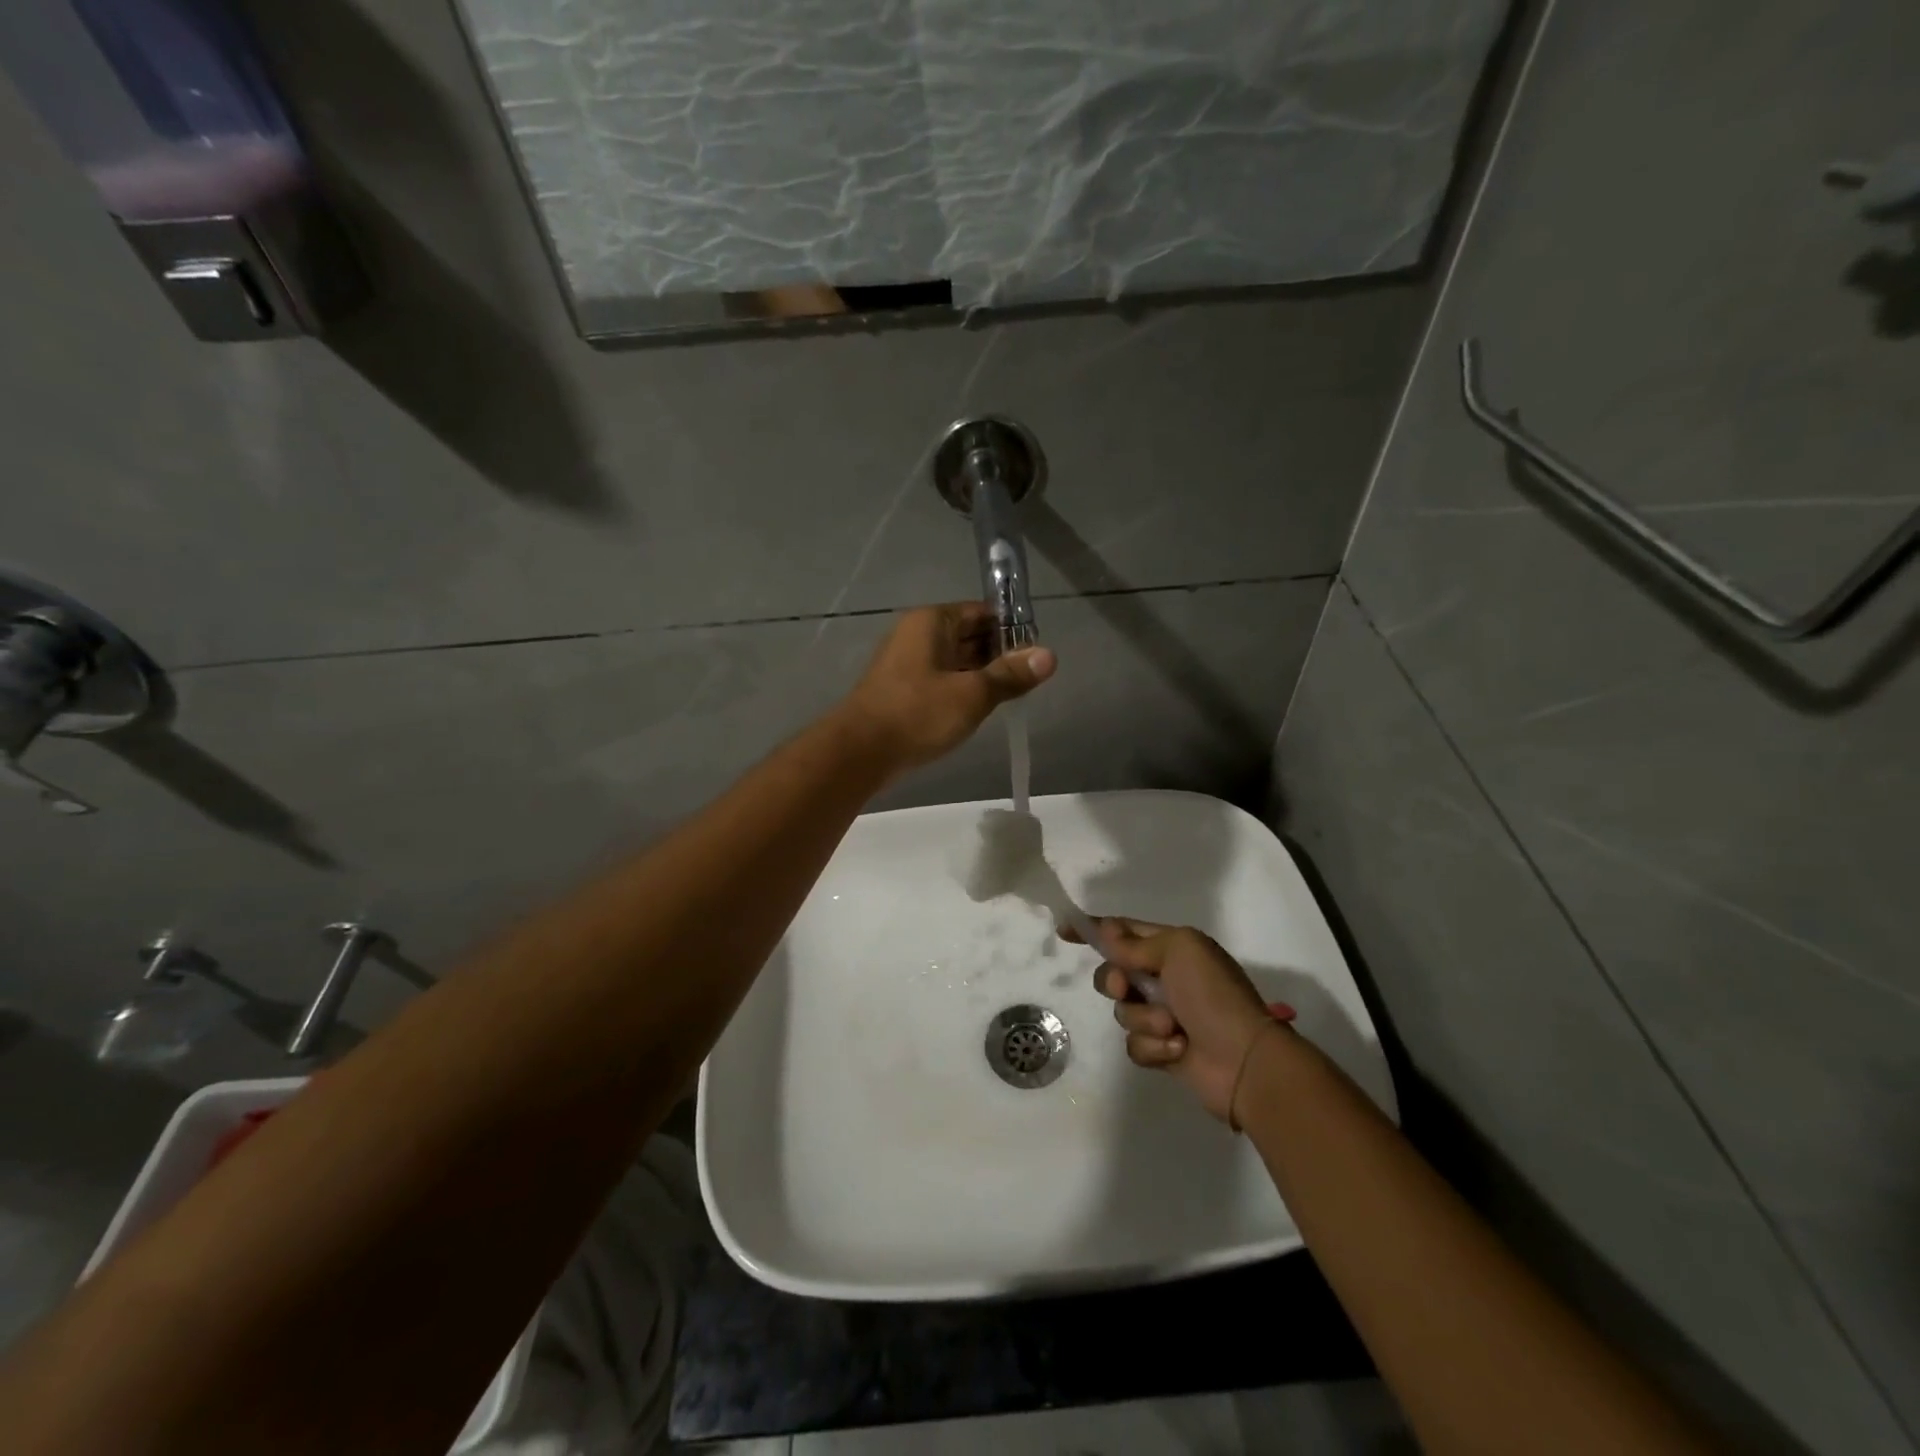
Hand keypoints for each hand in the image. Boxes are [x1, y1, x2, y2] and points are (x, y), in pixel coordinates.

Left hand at [840, 603, 1054, 772]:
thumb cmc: (918, 713)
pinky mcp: (903, 690)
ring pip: (956, 660)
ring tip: (1011, 696)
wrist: (860, 752)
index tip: (1036, 654)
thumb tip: (1050, 655)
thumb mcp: (972, 694)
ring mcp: (907, 663)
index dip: (1012, 630)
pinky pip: (941, 680)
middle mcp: (917, 634)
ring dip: (982, 675)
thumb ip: (1010, 675)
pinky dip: (962, 689)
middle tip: (1029, 679)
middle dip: (999, 654)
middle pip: (970, 635)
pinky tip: (979, 710)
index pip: (982, 612)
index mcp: (932, 621)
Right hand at [1072, 918, 1292, 1124]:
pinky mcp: (1162, 1048)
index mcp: (1172, 948)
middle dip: (1115, 981)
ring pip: (1122, 1011)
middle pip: (1113, 973)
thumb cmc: (1213, 996)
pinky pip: (1134, 1044)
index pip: (1123, 932)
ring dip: (1144, 1019)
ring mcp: (1162, 1014)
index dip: (1093, 930)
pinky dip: (1153, 1046)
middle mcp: (1164, 978)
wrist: (1244, 1060)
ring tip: (1173, 1028)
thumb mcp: (1179, 952)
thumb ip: (1136, 943)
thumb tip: (1106, 931)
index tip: (1063, 930)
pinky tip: (1177, 1050)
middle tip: (1126, 988)